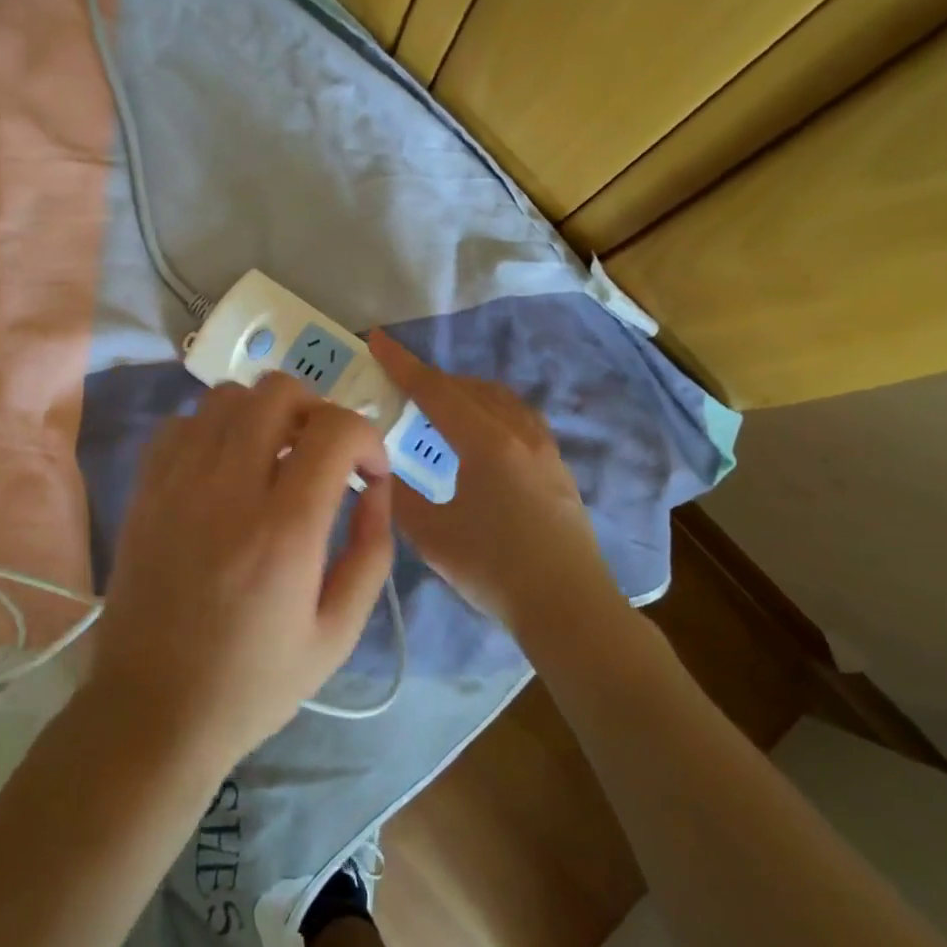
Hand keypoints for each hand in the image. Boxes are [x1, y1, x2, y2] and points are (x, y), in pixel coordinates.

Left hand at [88, 373, 395, 770]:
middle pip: (279, 391)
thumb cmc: (253, 683)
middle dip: (317, 410)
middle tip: (323, 455)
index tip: (369, 473)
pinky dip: (213, 430)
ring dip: (264, 414)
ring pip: (228, 396)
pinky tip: (223, 469)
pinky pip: (182, 423)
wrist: (152, 710)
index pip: (335, 429)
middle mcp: (228, 488)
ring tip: (274, 457)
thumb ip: (370, 552)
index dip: (367, 438)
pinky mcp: (144, 489)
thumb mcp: (338, 633)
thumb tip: (376, 488)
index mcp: (284, 530)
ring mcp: (177, 482)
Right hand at [368, 330, 618, 635]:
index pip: (436, 390)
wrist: (569, 607)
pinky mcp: (557, 467)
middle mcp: (519, 433)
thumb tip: (382, 472)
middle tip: (399, 384)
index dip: (402, 364)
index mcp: (487, 443)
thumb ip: (400, 498)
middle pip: (469, 388)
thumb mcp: (432, 536)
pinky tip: (479, 437)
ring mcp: (545, 449)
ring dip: (465, 393)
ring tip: (438, 408)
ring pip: (499, 400)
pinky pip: (518, 418)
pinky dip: (489, 411)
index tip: (377, 339)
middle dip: (432, 379)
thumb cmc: (495, 569)